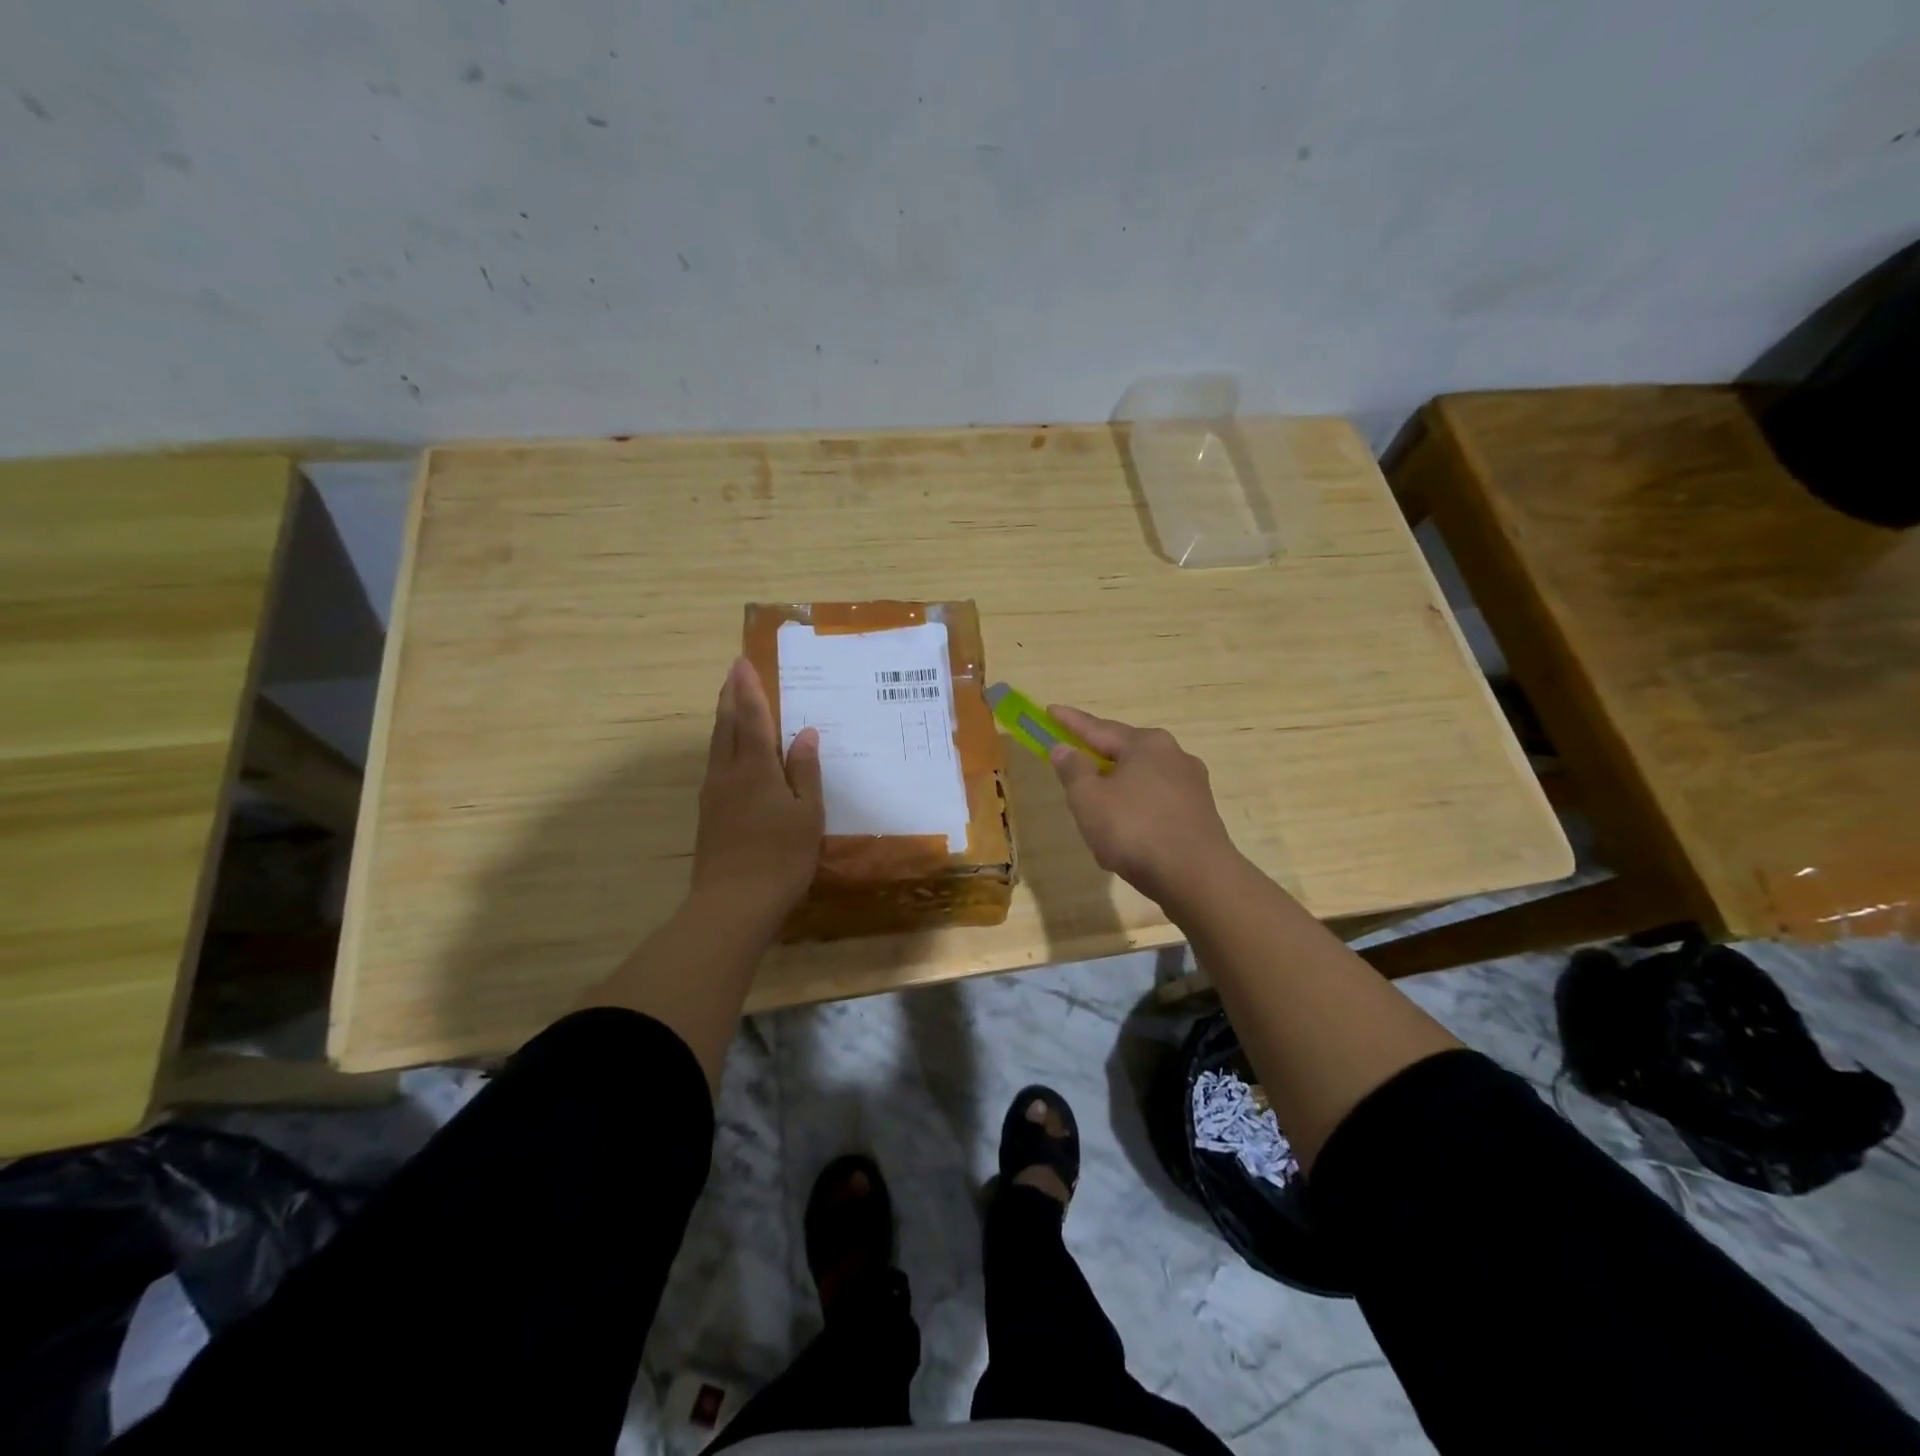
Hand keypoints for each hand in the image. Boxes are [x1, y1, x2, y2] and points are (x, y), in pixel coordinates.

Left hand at [691, 658, 823, 920]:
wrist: (733, 904)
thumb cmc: (780, 857)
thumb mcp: (806, 814)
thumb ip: (804, 771)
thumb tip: (806, 734)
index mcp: (756, 769)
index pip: (751, 719)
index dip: (749, 690)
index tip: (742, 663)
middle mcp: (728, 774)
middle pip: (726, 726)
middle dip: (730, 697)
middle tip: (734, 673)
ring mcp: (714, 795)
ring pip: (716, 746)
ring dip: (723, 719)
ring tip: (731, 703)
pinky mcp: (709, 815)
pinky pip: (716, 765)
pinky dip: (723, 745)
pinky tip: (731, 754)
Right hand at [1047, 705, 1237, 904]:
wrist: (1197, 877)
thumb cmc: (1135, 829)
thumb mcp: (1089, 799)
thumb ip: (1073, 770)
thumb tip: (1065, 748)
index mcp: (1147, 744)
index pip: (1099, 728)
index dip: (1070, 722)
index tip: (1050, 711)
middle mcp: (1174, 756)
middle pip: (1124, 752)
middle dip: (1097, 758)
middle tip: (1072, 762)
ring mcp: (1192, 786)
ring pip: (1141, 780)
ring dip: (1117, 789)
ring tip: (1096, 806)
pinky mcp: (1200, 815)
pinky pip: (1156, 804)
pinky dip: (1135, 811)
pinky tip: (1125, 833)